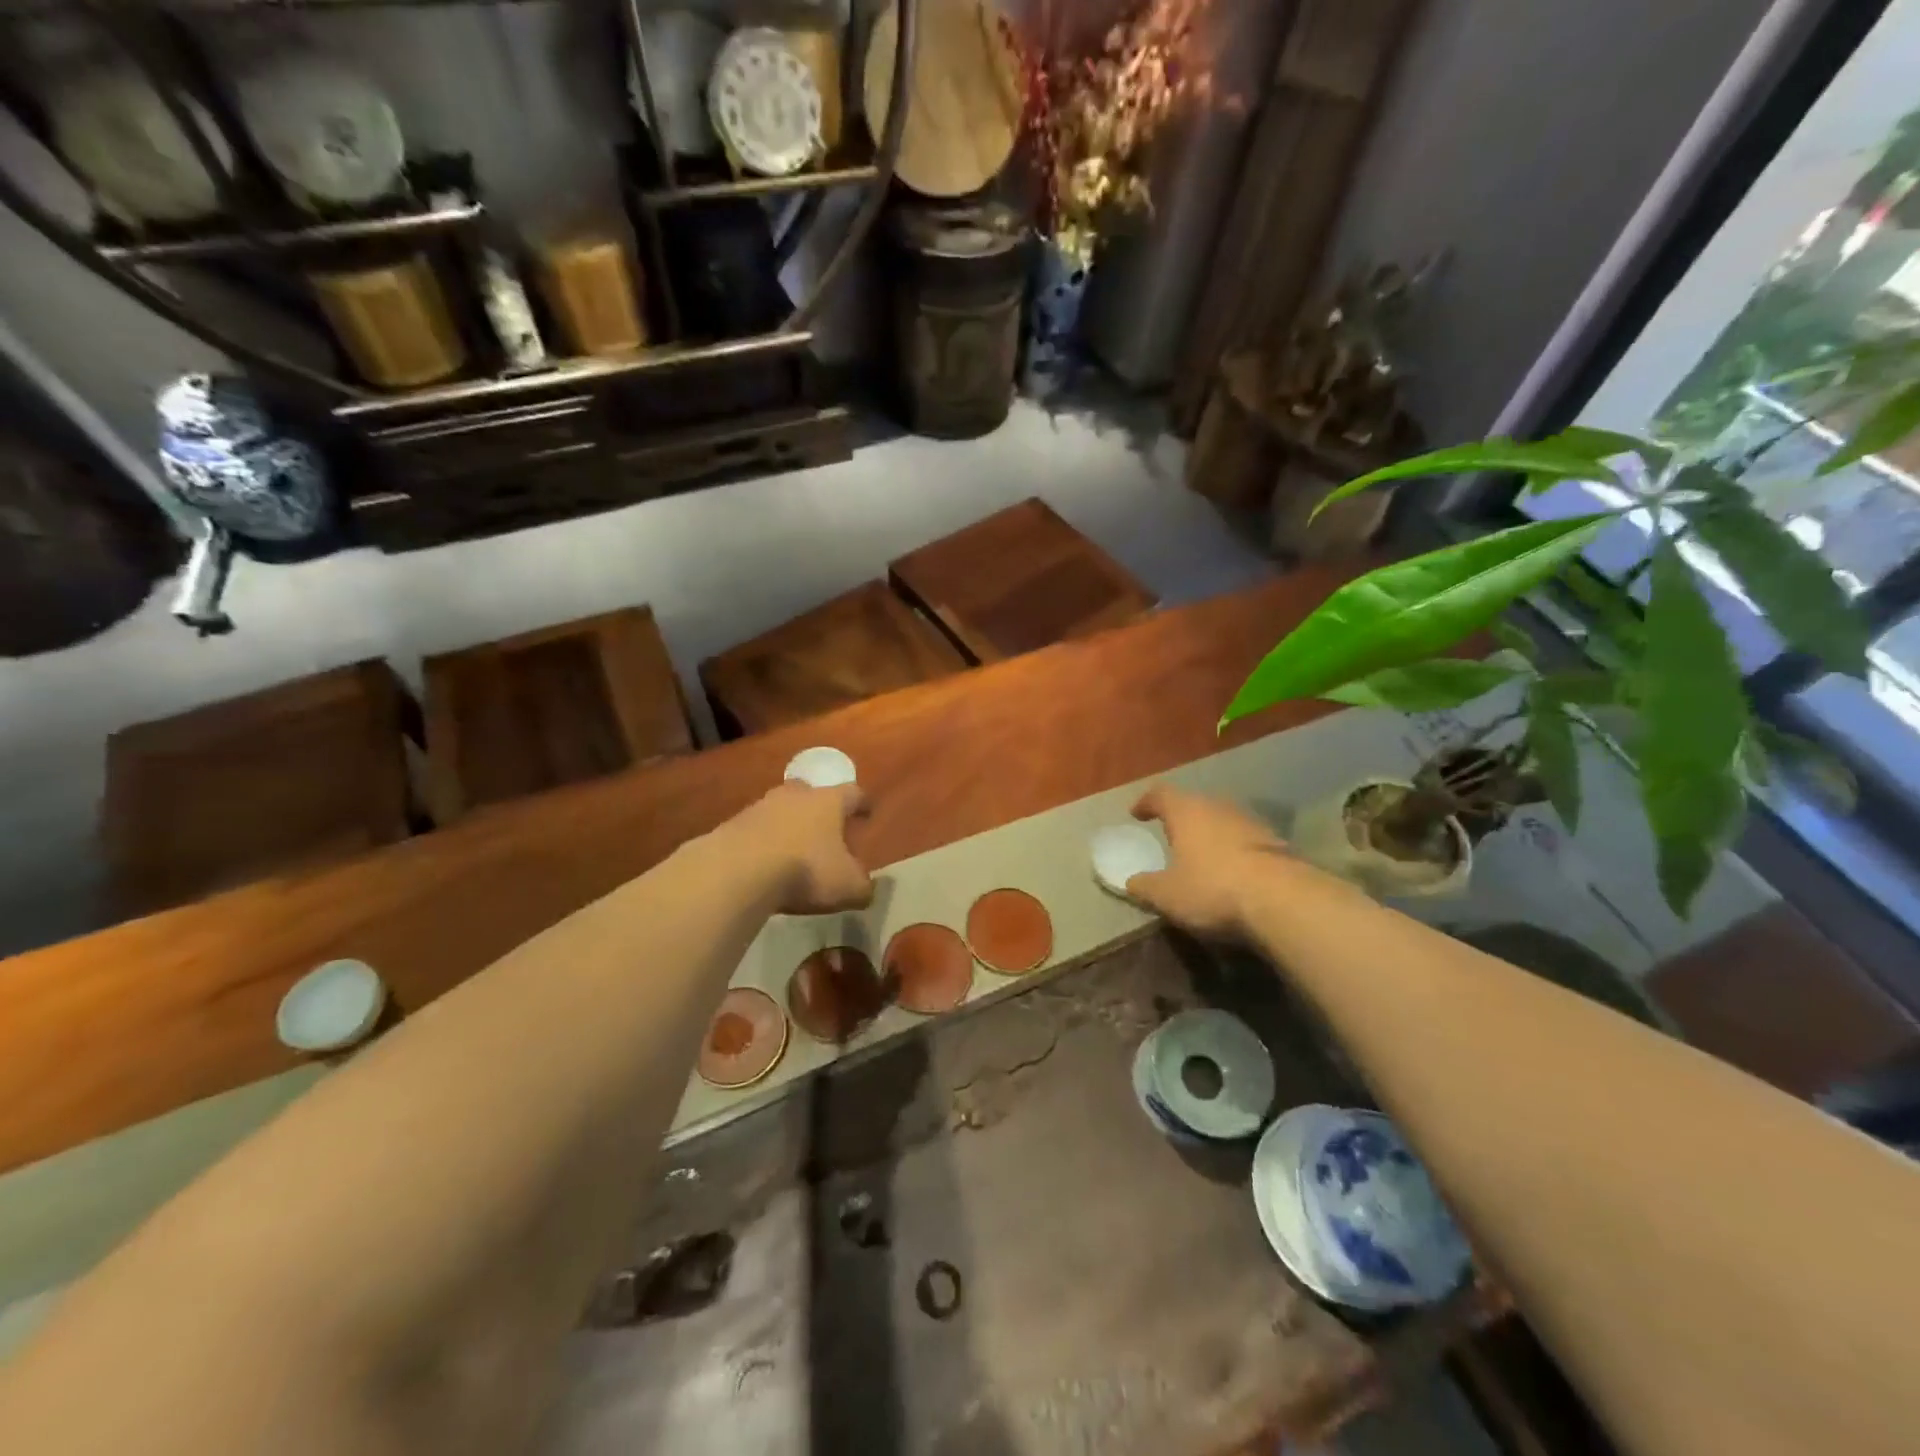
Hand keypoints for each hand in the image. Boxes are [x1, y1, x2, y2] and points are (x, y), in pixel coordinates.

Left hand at [724, 781, 873, 914]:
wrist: (738, 871)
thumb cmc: (806, 871)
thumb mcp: (849, 887)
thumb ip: (863, 886)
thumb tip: (866, 887)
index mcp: (829, 802)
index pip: (853, 793)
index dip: (862, 804)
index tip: (866, 813)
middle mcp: (795, 795)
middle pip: (811, 793)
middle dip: (819, 808)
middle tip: (825, 828)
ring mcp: (760, 807)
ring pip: (780, 809)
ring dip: (787, 824)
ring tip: (791, 849)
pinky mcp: (731, 825)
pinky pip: (754, 830)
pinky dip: (762, 842)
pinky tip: (763, 863)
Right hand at [1127, 785, 1293, 937]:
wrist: (1283, 900)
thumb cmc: (1212, 888)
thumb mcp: (1167, 895)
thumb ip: (1145, 887)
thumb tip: (1130, 883)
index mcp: (1186, 811)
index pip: (1160, 794)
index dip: (1146, 802)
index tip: (1137, 813)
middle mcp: (1218, 807)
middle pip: (1195, 803)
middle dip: (1181, 817)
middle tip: (1171, 834)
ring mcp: (1251, 822)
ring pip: (1223, 820)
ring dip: (1210, 833)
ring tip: (1202, 854)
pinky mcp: (1276, 843)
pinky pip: (1245, 840)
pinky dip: (1234, 850)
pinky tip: (1232, 871)